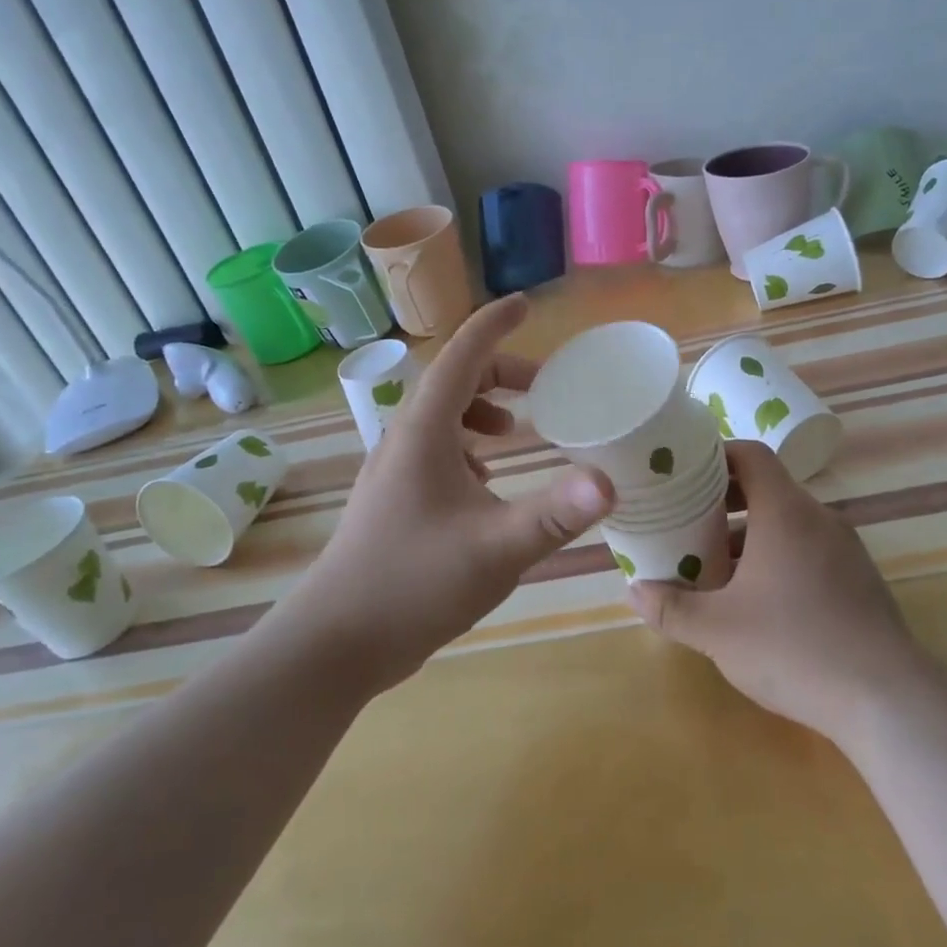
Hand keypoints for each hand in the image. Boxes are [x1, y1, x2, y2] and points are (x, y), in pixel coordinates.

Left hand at [295, 295, 613, 692]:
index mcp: (424, 433)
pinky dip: (467, 448)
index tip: (525, 305)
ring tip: (517, 433)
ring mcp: (394, 471)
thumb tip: (610, 482)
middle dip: (500, 375)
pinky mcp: (394, 500)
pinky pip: (435, 451)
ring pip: (442, 419)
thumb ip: (555, 514)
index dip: (494, 325)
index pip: (461, 357)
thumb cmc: (413, 583)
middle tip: (545, 390)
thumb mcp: (496, 548)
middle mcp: (404, 440)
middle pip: (453, 383)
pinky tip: (486, 483)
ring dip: (482, 412)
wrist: (337, 641)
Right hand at [630, 441, 921, 746]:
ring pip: (788, 524)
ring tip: (713, 566)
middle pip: (767, 488)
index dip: (716, 454)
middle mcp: (820, 519)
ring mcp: (846, 549)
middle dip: (723, 501)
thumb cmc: (793, 647)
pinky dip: (777, 558)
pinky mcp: (859, 580)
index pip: (752, 454)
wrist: (886, 699)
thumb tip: (634, 591)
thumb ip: (671, 608)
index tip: (683, 472)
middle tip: (685, 521)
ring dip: (749, 536)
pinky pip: (809, 550)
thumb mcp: (717, 631)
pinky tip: (757, 600)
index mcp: (786, 512)